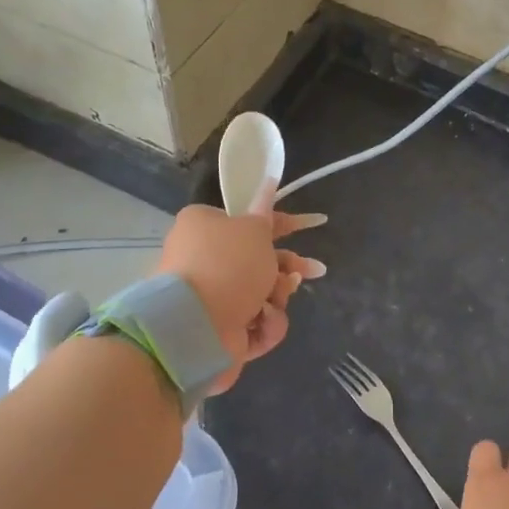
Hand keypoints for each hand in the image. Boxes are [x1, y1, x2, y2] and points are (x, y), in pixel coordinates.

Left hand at [155, 184, 325, 394]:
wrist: (195, 326)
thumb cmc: (228, 265)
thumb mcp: (254, 229)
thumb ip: (266, 211)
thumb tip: (267, 178)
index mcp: (205, 227)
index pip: (251, 220)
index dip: (284, 223)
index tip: (313, 224)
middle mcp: (205, 260)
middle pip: (259, 260)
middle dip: (286, 268)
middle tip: (313, 271)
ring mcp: (212, 298)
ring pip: (262, 293)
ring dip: (276, 296)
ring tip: (274, 300)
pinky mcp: (221, 330)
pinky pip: (256, 322)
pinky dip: (264, 323)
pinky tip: (262, 322)